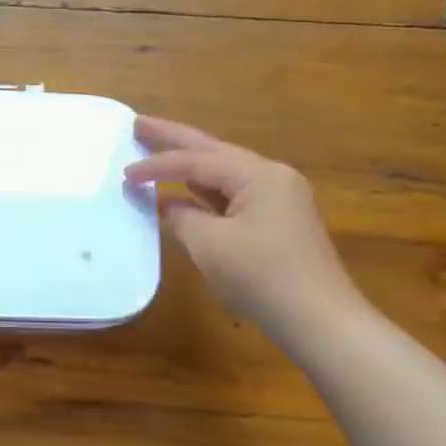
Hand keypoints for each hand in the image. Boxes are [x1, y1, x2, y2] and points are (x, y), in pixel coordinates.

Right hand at [125, 117, 359, 335]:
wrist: (320, 321)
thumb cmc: (262, 277)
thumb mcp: (210, 245)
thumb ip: (182, 217)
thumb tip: (169, 206)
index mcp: (259, 175)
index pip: (197, 161)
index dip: (157, 165)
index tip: (125, 175)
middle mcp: (273, 177)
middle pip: (214, 151)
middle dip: (174, 139)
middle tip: (138, 124)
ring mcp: (279, 198)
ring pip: (224, 172)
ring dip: (189, 164)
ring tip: (155, 148)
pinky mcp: (278, 221)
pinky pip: (233, 194)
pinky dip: (204, 191)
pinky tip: (183, 191)